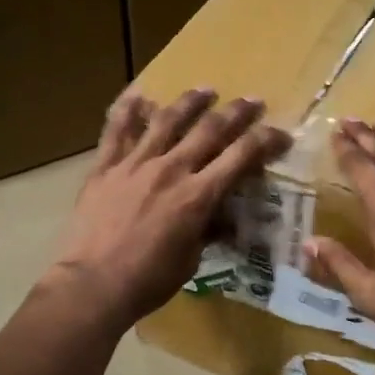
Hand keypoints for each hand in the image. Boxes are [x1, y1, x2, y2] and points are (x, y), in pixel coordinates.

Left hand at [49, 88, 291, 326]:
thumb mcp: (190, 260)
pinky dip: (128, 109)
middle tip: (252, 101)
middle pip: (210, 130)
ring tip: (205, 89)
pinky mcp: (104, 167)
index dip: (266, 141)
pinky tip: (139, 94)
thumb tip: (222, 220)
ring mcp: (134, 164)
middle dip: (236, 112)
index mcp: (198, 196)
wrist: (93, 284)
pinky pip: (116, 130)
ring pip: (167, 120)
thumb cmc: (148, 281)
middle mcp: (171, 170)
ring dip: (190, 102)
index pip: (241, 157)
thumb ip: (207, 231)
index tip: (281, 134)